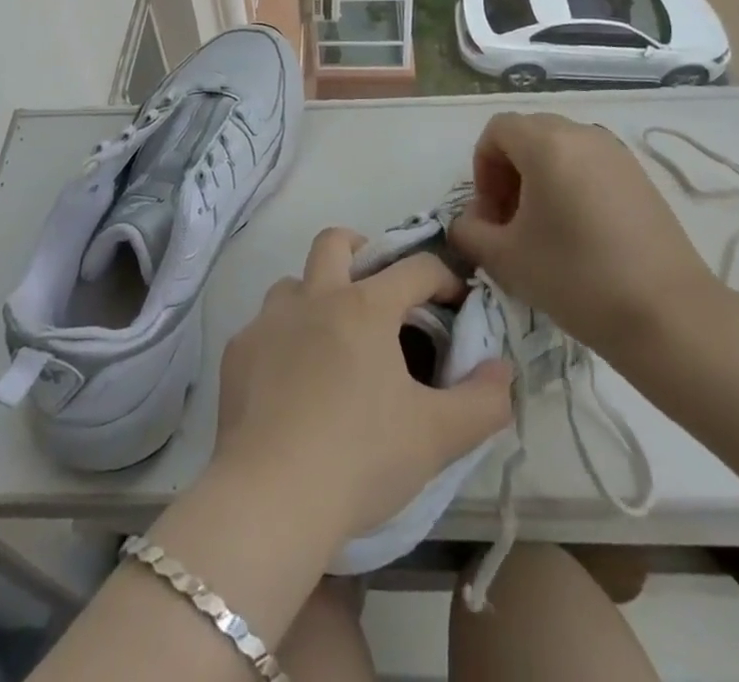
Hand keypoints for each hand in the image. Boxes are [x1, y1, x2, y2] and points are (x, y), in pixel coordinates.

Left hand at [210, 228, 512, 547]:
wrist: (271, 497)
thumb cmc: (361, 458)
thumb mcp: (438, 437)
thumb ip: (483, 401)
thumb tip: (501, 369)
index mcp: (365, 307)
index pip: (415, 268)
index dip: (443, 277)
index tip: (455, 302)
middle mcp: (314, 297)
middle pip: (334, 241)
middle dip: (360, 249)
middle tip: (377, 288)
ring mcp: (269, 321)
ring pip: (293, 284)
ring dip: (315, 298)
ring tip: (331, 341)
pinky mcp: (237, 352)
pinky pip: (263, 328)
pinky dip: (283, 341)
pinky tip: (291, 384)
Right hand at [449, 112, 721, 358]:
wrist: (669, 316)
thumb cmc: (576, 277)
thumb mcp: (505, 258)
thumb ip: (469, 232)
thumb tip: (467, 223)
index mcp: (546, 143)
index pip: (497, 131)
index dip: (482, 168)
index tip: (491, 214)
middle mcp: (582, 135)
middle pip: (528, 134)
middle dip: (509, 171)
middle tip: (511, 220)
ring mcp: (616, 154)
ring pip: (560, 148)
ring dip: (539, 177)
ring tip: (544, 228)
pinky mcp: (640, 177)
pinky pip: (590, 164)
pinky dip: (571, 184)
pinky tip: (579, 232)